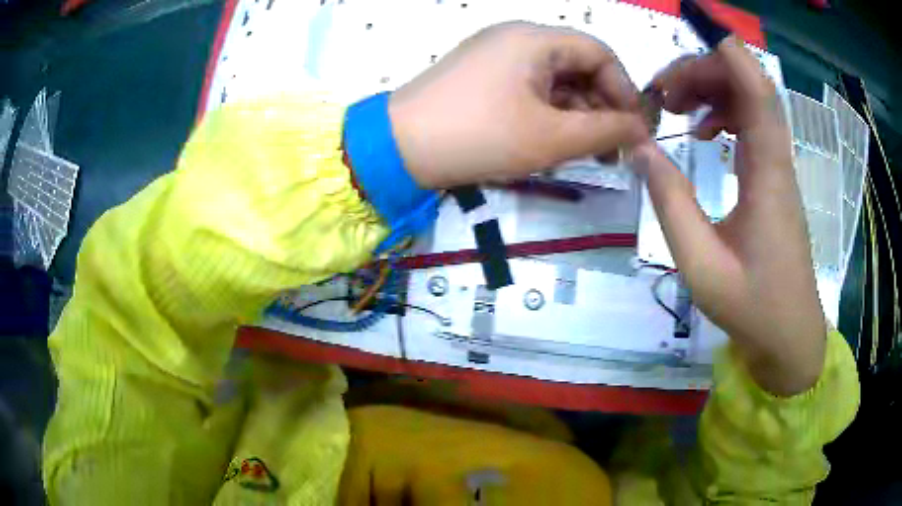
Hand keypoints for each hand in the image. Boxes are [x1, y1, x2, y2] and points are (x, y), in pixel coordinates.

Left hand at [389, 22, 648, 188]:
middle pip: (577, 65)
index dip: (624, 90)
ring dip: (575, 113)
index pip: (600, 53)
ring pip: (554, 79)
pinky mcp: (482, 75)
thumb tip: (641, 129)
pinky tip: (551, 141)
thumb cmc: (481, 136)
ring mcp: (496, 54)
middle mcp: (517, 37)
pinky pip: (529, 87)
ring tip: (582, 151)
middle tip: (609, 149)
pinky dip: (548, 112)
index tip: (632, 130)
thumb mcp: (553, 137)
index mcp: (536, 39)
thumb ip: (606, 130)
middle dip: (600, 106)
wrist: (399, 148)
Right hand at [631, 37, 825, 395]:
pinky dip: (724, 114)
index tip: (684, 40)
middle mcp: (777, 160)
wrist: (789, 336)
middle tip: (662, 94)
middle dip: (703, 71)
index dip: (725, 53)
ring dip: (712, 90)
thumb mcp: (701, 264)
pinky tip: (703, 133)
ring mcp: (779, 167)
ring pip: (751, 101)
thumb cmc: (752, 308)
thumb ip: (670, 203)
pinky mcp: (775, 178)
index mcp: (768, 175)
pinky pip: (752, 125)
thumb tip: (640, 146)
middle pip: (749, 85)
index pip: (757, 91)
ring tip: (675, 108)